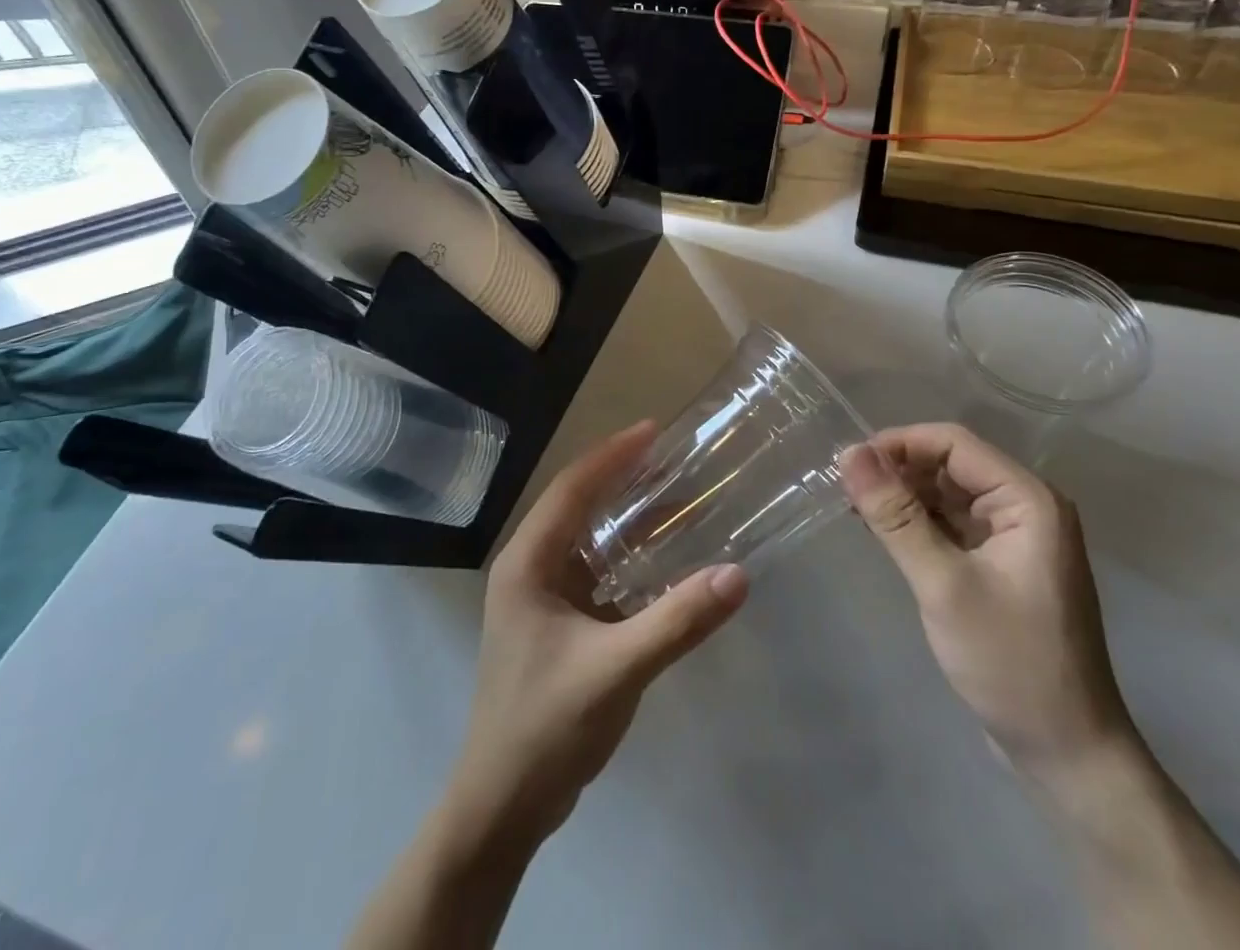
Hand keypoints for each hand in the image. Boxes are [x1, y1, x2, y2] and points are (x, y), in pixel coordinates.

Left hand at [447, 420, 749, 844]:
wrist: (502, 808)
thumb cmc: (546, 727)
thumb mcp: (617, 670)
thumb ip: (677, 621)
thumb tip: (737, 575)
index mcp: (527, 562)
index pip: (572, 488)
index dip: (613, 455)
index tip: (654, 430)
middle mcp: (529, 568)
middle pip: (578, 505)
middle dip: (621, 477)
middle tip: (672, 457)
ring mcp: (540, 597)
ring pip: (587, 538)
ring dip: (625, 517)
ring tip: (674, 496)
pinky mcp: (556, 624)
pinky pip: (595, 572)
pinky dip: (626, 557)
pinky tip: (661, 559)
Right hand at [841, 423, 1134, 772]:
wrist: (1066, 753)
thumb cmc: (1009, 662)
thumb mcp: (943, 584)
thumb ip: (896, 515)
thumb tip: (849, 452)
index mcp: (1028, 500)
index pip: (953, 443)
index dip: (898, 444)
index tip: (848, 464)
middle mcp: (1026, 506)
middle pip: (950, 463)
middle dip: (897, 470)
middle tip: (845, 489)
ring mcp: (1015, 536)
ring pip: (948, 492)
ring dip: (904, 496)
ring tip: (856, 509)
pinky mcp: (1001, 562)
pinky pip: (953, 522)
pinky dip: (918, 522)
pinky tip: (883, 532)